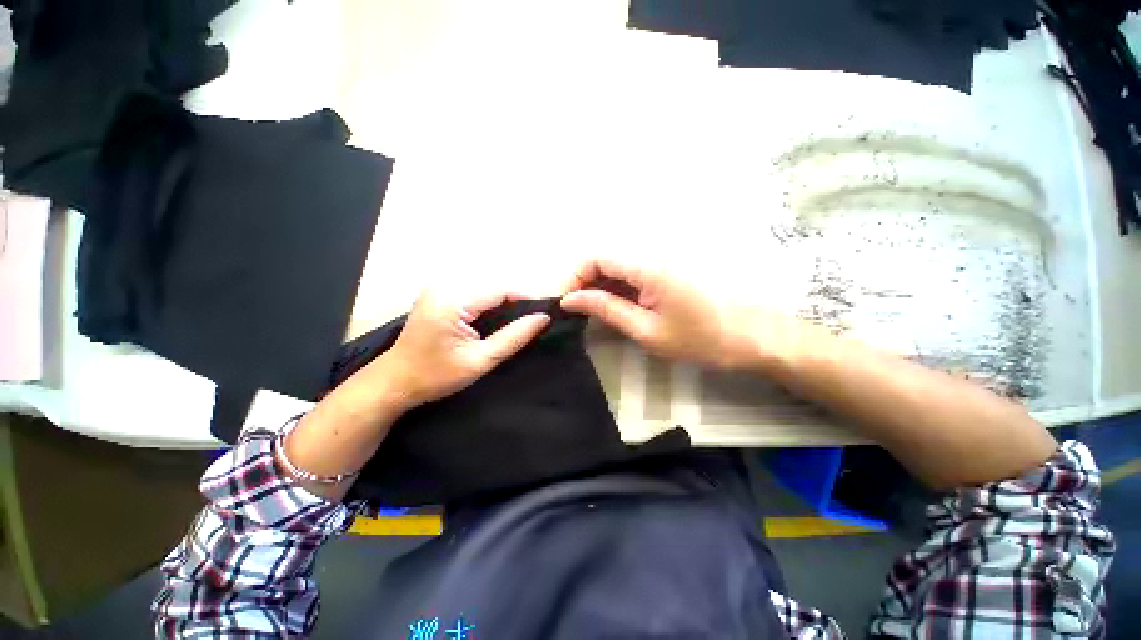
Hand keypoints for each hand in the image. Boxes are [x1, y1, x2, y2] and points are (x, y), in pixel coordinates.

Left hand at [369, 290, 550, 408]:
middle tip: (535, 320)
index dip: (527, 298)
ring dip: (505, 302)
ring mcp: (439, 288)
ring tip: (520, 320)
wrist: (395, 381)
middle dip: (517, 301)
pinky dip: (490, 303)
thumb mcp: (481, 361)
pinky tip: (498, 318)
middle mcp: (445, 286)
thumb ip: (514, 337)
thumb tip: (543, 319)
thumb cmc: (436, 376)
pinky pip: (474, 292)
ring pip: (486, 287)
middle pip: (494, 286)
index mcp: (453, 300)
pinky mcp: (439, 294)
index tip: (547, 312)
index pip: (501, 290)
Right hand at [561, 259, 807, 371]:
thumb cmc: (700, 339)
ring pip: (616, 267)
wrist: (751, 337)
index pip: (596, 257)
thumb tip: (570, 300)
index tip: (563, 302)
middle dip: (583, 282)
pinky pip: (631, 275)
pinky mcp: (665, 272)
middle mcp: (651, 255)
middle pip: (604, 259)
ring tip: (588, 313)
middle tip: (573, 311)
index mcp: (647, 267)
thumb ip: (606, 310)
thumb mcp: (646, 330)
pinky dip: (615, 290)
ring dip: (598, 287)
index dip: (574, 277)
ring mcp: (660, 263)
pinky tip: (611, 308)